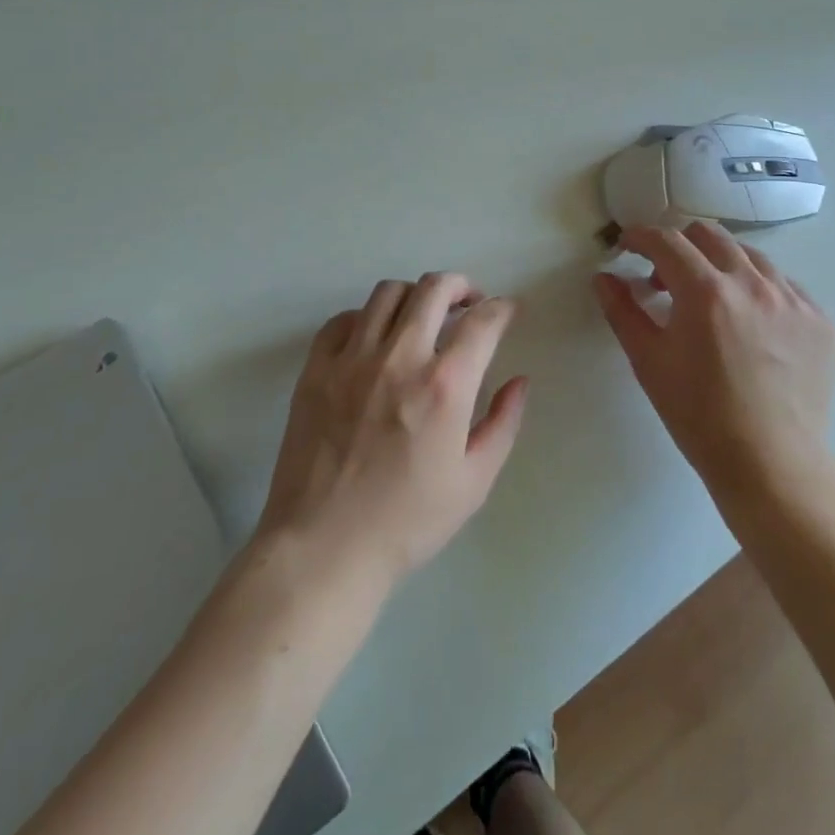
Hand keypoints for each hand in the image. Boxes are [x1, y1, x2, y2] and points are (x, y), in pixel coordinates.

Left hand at [255, 272, 529, 598]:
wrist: (323, 548)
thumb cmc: (406, 522)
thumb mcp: (473, 482)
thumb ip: (503, 424)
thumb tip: (519, 381)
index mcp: (444, 386)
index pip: (483, 322)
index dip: (502, 309)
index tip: (507, 312)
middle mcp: (399, 358)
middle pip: (434, 288)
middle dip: (461, 285)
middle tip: (469, 303)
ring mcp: (352, 359)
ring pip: (388, 293)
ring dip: (415, 296)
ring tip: (422, 317)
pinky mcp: (316, 369)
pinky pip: (343, 319)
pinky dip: (366, 317)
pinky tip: (374, 339)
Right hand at [593, 222, 834, 507]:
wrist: (771, 464)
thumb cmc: (699, 415)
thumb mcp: (649, 361)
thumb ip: (623, 310)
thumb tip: (604, 276)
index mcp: (706, 292)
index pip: (667, 241)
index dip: (641, 236)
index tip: (628, 244)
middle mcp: (753, 283)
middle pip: (710, 235)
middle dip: (680, 243)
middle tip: (664, 276)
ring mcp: (793, 299)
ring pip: (749, 255)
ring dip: (719, 263)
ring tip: (709, 298)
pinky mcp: (819, 319)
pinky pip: (783, 284)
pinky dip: (756, 288)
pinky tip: (748, 321)